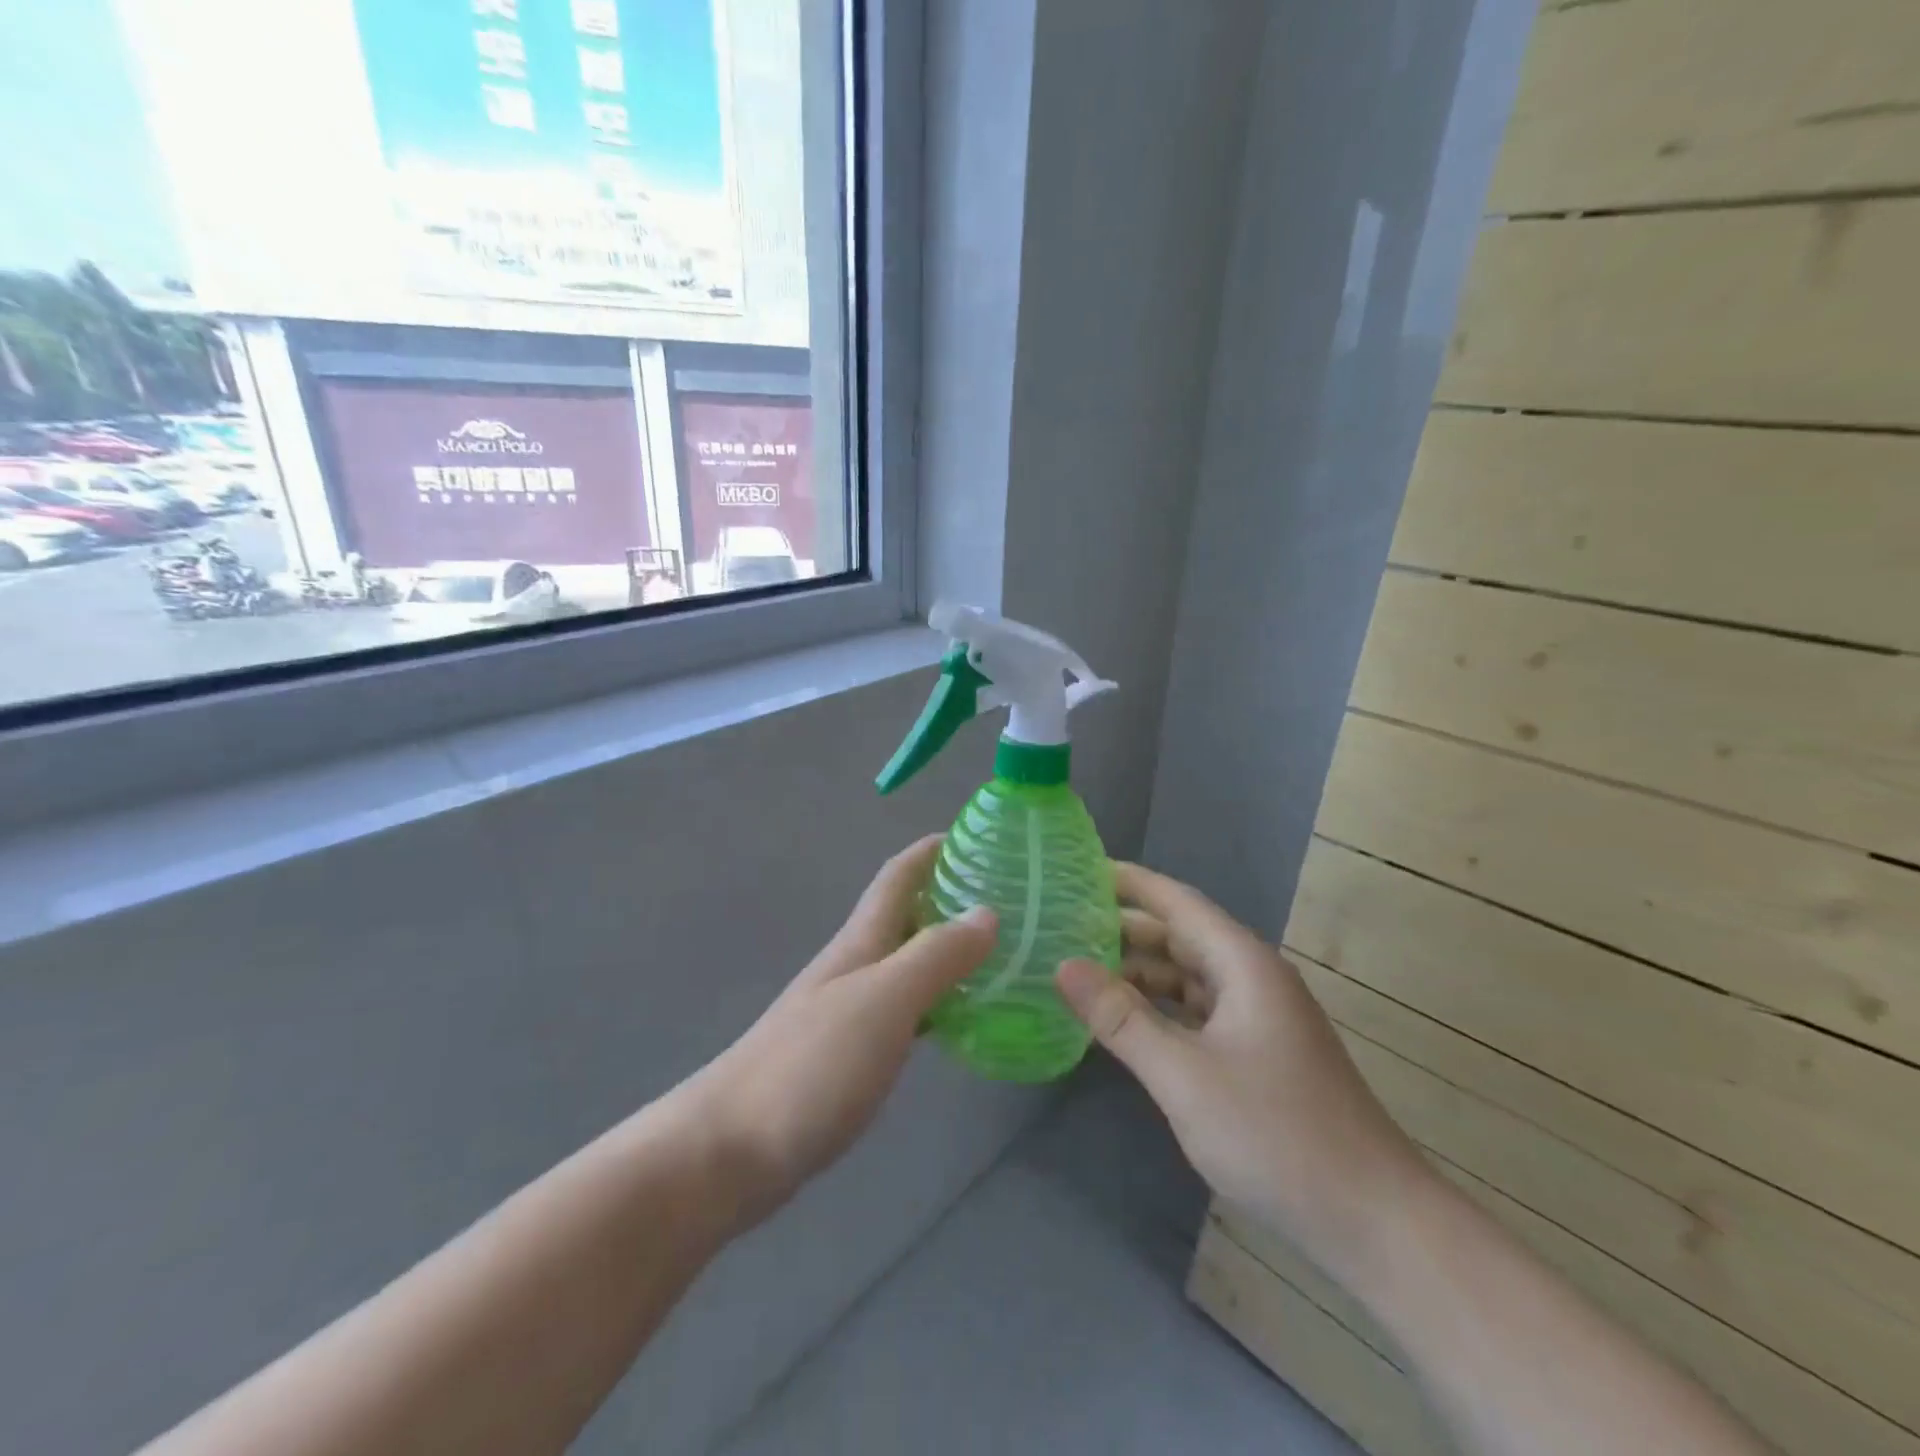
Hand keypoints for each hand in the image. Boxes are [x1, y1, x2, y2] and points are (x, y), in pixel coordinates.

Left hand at [692, 836, 995, 1224]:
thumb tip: (986, 913)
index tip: (977, 836)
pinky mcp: (846, 1056)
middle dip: (949, 897)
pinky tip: (960, 1020)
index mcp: (860, 942)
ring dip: (946, 950)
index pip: (897, 876)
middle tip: (1008, 901)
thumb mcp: (884, 1000)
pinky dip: (936, 1001)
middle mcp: (853, 967)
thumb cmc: (811, 1064)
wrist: (730, 1150)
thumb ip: (936, 955)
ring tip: (999, 955)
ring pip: (906, 963)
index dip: (931, 850)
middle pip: (904, 916)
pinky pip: (904, 1010)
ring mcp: (846, 1012)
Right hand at [1055, 863, 1428, 1277]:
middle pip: (1180, 936)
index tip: (1079, 870)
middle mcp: (1253, 978)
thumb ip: (1121, 1018)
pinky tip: (1127, 1021)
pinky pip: (1199, 1011)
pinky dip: (1160, 1007)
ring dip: (1140, 971)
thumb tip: (1063, 965)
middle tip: (1063, 924)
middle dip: (1124, 928)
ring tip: (1082, 969)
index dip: (1129, 882)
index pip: (1176, 902)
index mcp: (1243, 964)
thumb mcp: (1183, 1075)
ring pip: (1188, 976)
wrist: (1373, 1220)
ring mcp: (1259, 1017)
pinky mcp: (1260, 1053)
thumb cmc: (1276, 1135)